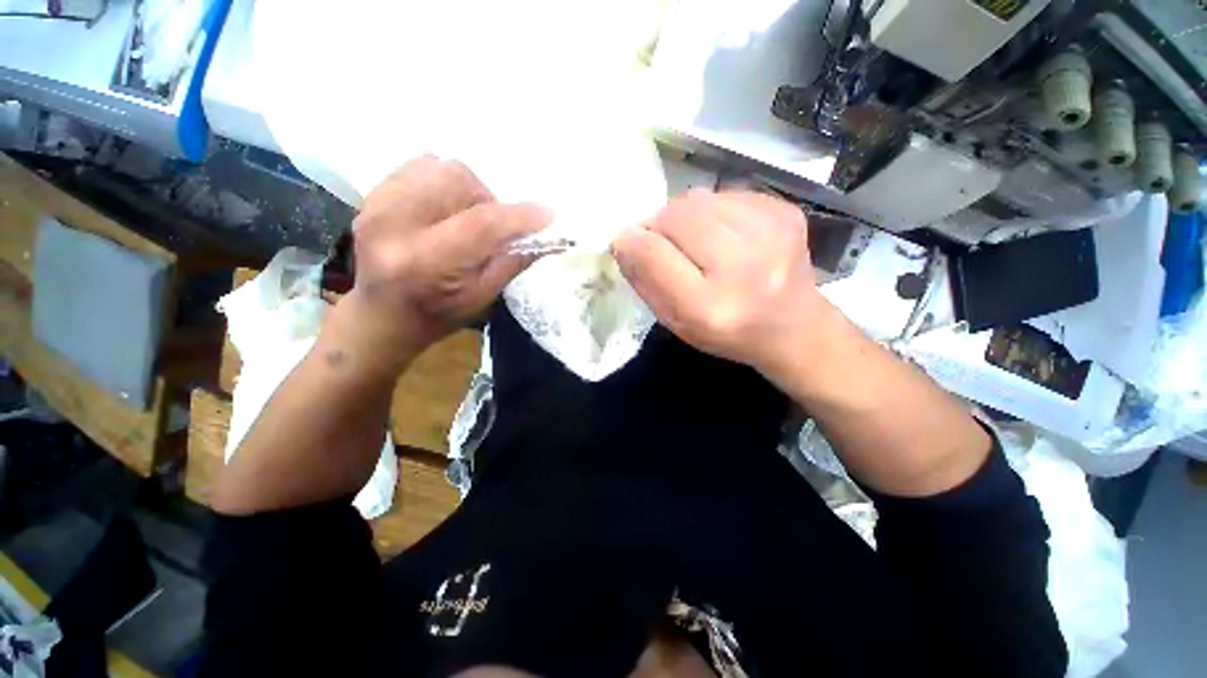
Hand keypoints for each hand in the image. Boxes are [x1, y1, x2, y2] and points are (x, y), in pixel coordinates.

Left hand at [344, 155, 551, 364]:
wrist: (383, 315)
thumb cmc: (439, 314)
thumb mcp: (483, 296)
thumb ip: (514, 260)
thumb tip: (546, 234)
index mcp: (426, 261)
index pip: (481, 224)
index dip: (520, 216)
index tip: (548, 214)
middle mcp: (394, 225)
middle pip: (458, 180)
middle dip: (487, 201)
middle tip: (490, 227)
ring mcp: (376, 204)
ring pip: (440, 167)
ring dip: (466, 191)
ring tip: (463, 218)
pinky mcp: (371, 195)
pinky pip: (419, 166)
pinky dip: (443, 183)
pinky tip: (442, 210)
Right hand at [613, 190, 827, 377]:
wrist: (792, 328)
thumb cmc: (726, 332)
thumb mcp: (676, 323)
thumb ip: (646, 281)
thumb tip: (625, 238)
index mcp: (708, 307)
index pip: (653, 253)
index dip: (632, 242)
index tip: (627, 242)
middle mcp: (742, 267)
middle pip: (676, 216)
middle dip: (658, 224)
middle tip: (663, 242)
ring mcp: (770, 233)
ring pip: (698, 198)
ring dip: (684, 216)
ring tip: (696, 240)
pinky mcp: (785, 212)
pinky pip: (724, 195)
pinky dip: (712, 211)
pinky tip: (724, 235)